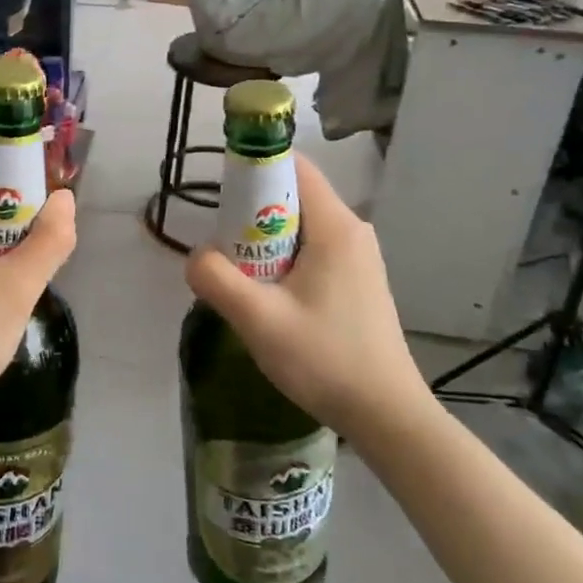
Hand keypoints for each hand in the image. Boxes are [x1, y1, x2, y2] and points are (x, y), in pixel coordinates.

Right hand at [183, 154, 433, 438]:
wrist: (386, 415)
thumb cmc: (325, 359)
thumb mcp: (258, 319)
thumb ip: (216, 278)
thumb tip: (196, 256)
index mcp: (335, 226)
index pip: (293, 166)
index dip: (253, 169)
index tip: (221, 195)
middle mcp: (352, 230)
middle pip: (293, 195)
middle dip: (252, 213)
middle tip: (225, 249)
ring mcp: (358, 256)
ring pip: (299, 225)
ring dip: (264, 240)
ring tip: (242, 277)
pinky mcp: (357, 280)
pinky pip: (312, 249)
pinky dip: (283, 259)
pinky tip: (270, 296)